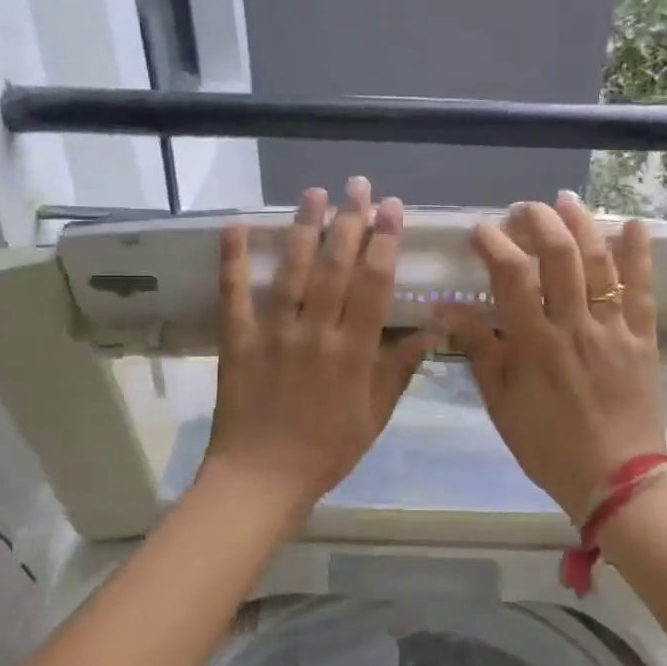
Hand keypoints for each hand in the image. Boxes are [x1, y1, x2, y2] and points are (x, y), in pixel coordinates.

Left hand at [202, 178, 434, 512]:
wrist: (262, 479)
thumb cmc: (327, 450)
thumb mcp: (375, 415)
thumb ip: (400, 369)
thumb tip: (434, 329)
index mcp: (353, 351)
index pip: (374, 284)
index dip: (385, 242)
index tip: (392, 209)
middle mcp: (315, 332)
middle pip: (336, 267)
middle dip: (350, 221)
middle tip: (359, 185)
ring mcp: (273, 333)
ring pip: (292, 270)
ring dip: (304, 228)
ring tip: (315, 192)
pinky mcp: (237, 340)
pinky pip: (233, 295)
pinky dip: (232, 260)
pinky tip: (235, 226)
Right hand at [438, 193, 666, 521]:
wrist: (615, 478)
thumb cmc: (548, 445)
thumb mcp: (501, 403)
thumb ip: (478, 350)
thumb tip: (445, 309)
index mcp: (534, 343)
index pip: (512, 276)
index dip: (494, 243)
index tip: (481, 229)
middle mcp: (575, 325)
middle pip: (559, 256)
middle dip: (539, 222)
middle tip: (524, 210)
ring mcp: (613, 329)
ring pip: (600, 263)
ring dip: (583, 225)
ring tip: (566, 201)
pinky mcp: (643, 337)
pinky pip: (643, 289)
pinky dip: (640, 254)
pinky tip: (633, 224)